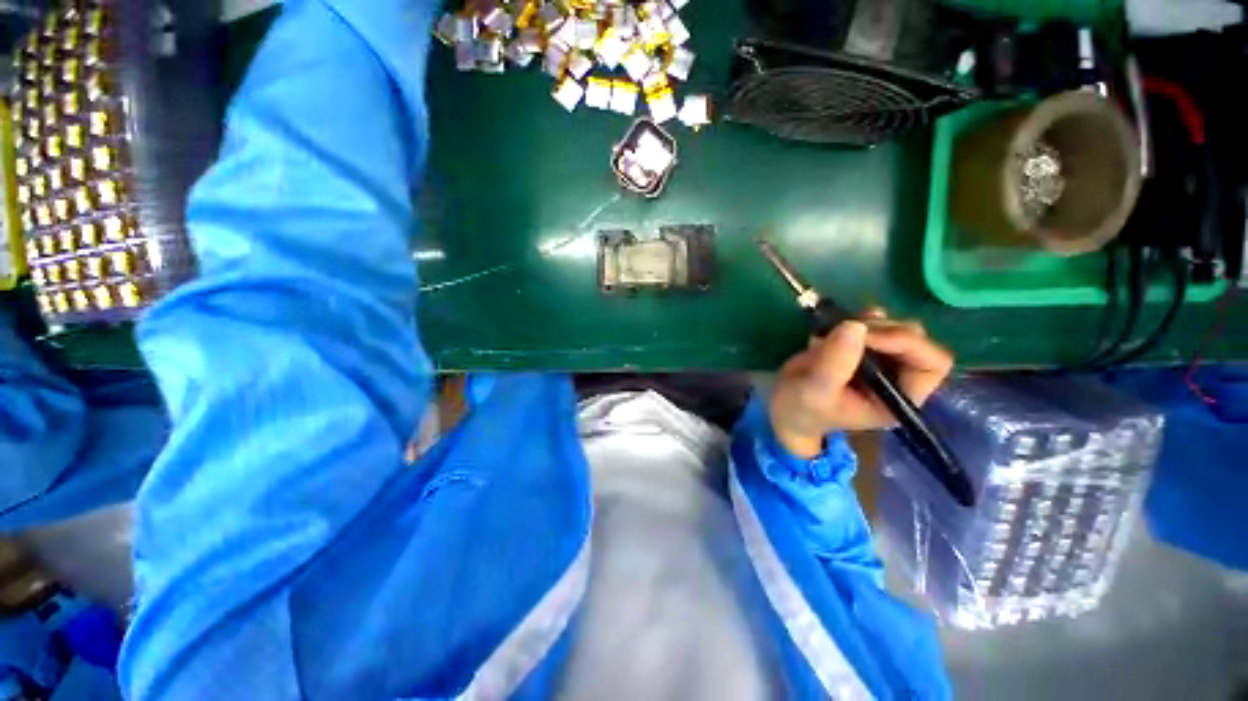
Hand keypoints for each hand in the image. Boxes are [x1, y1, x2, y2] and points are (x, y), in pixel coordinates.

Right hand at [768, 309, 953, 458]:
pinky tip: (834, 324)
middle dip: (881, 330)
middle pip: (915, 340)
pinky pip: (873, 323)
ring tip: (831, 331)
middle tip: (843, 330)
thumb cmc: (802, 409)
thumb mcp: (814, 392)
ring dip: (866, 323)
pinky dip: (857, 318)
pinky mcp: (862, 347)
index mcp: (900, 399)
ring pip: (894, 327)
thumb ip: (835, 364)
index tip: (866, 336)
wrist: (785, 406)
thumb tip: (855, 326)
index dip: (906, 344)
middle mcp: (899, 378)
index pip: (931, 364)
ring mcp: (881, 360)